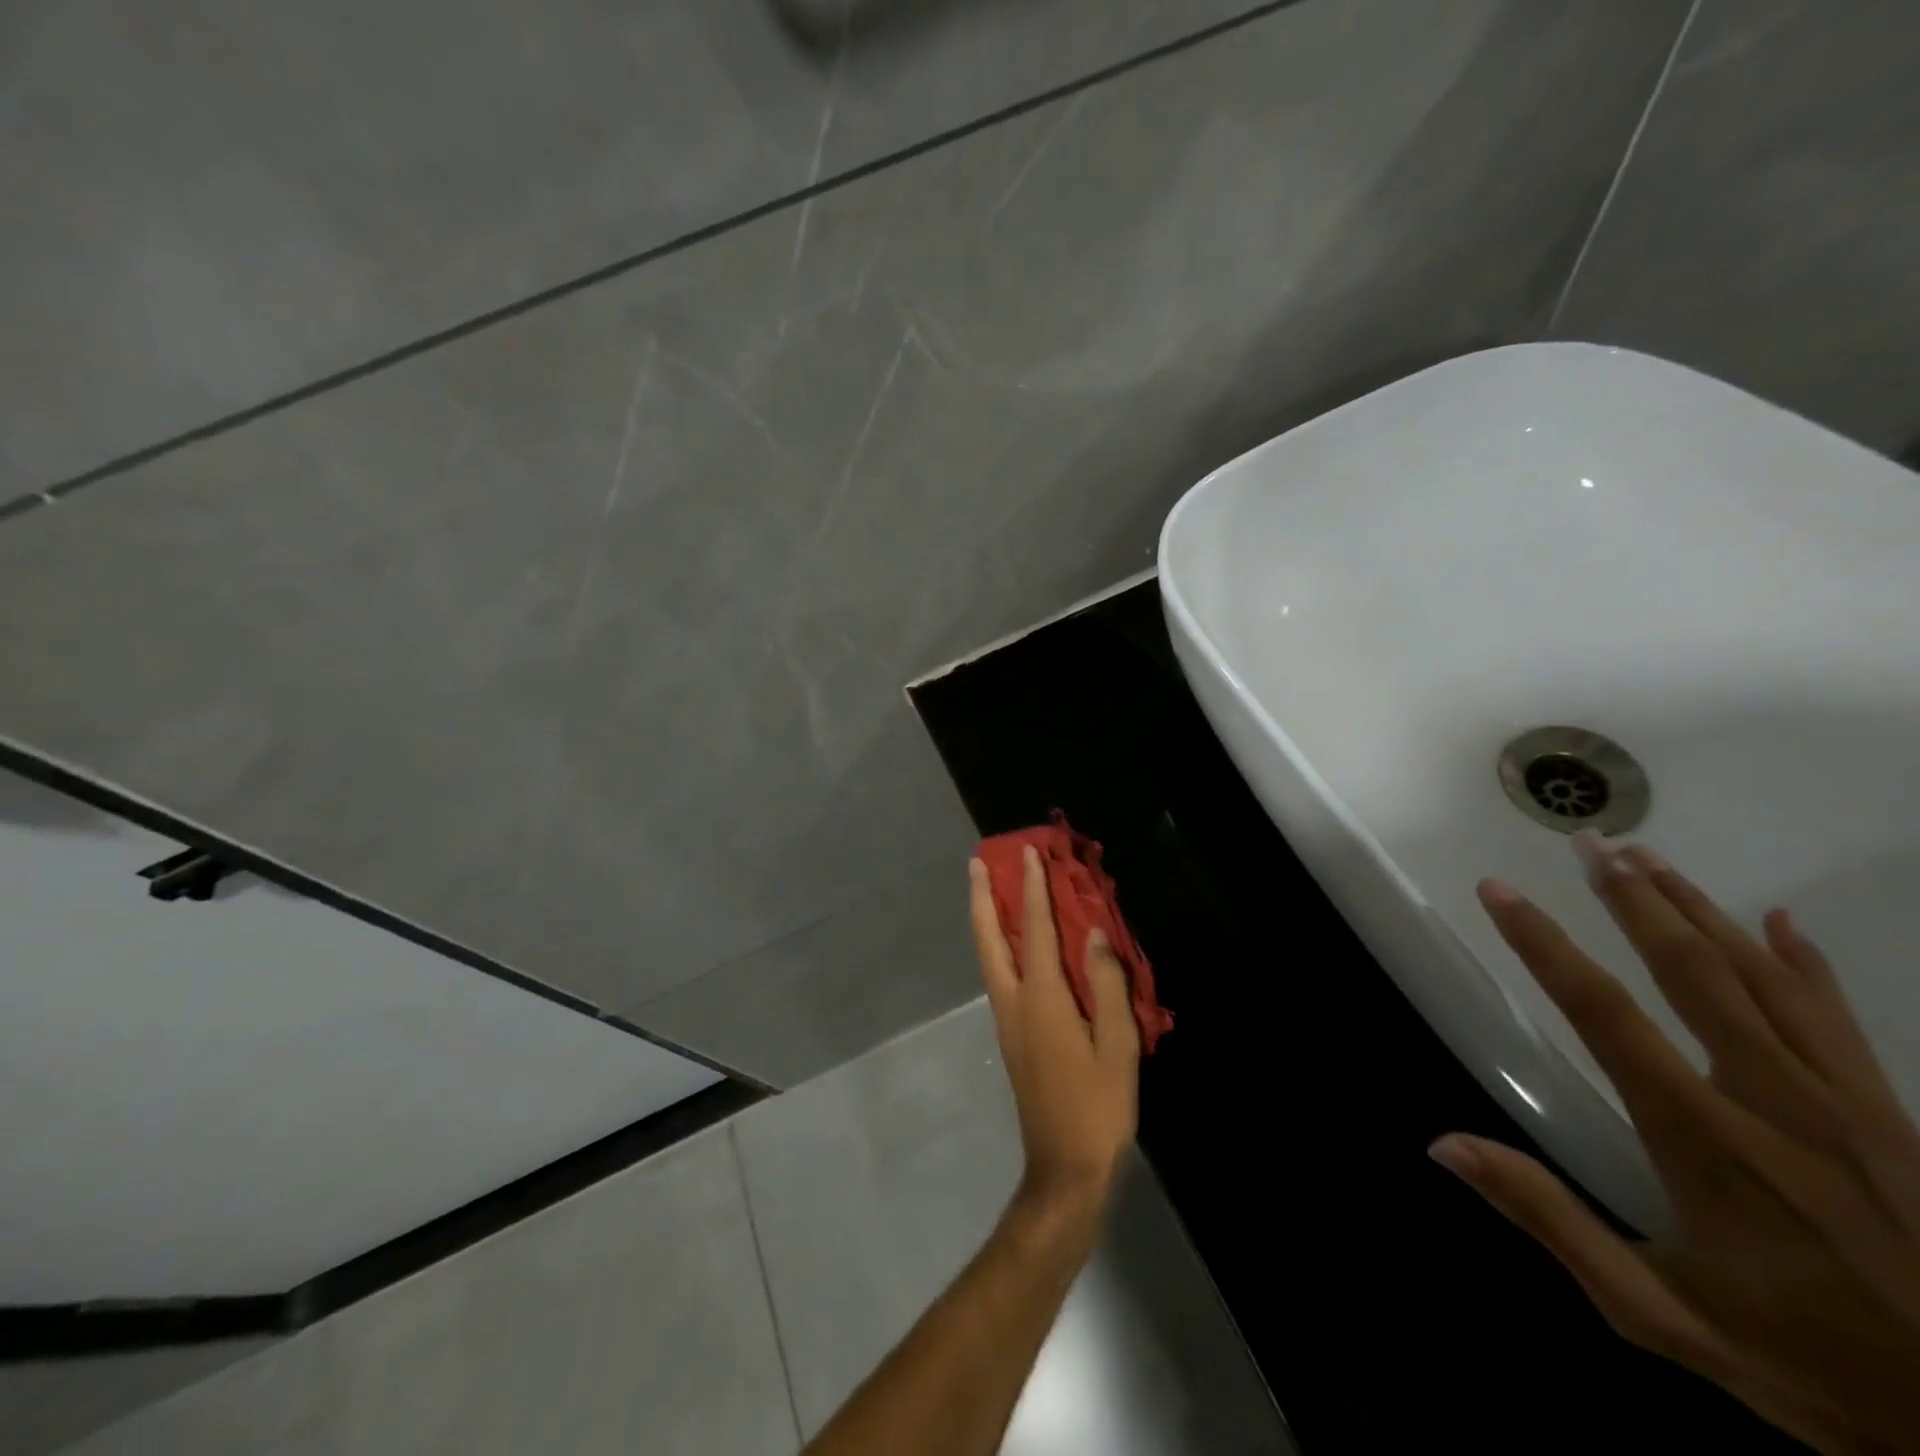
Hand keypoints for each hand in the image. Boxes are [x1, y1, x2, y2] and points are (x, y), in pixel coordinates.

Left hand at [970, 847, 1139, 1215]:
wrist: (1065, 1168)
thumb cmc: (1098, 1108)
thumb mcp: (1118, 1047)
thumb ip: (1107, 985)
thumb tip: (1096, 933)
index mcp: (1042, 999)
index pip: (1034, 930)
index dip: (1032, 889)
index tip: (1030, 854)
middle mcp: (1014, 1002)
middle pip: (989, 938)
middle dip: (982, 897)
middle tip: (977, 862)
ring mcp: (1007, 1020)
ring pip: (988, 956)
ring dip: (985, 919)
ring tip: (987, 889)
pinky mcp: (1011, 1037)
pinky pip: (999, 975)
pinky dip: (998, 945)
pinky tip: (1011, 944)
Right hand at [1431, 831, 1919, 1452]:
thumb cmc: (1806, 1366)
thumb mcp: (1658, 1315)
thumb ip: (1549, 1221)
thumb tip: (1444, 1145)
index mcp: (1702, 1137)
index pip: (1602, 1012)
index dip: (1542, 943)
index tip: (1499, 892)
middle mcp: (1769, 1099)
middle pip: (1690, 972)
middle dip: (1631, 899)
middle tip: (1589, 842)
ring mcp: (1842, 1104)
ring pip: (1761, 979)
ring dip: (1699, 911)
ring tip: (1648, 858)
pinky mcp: (1889, 1117)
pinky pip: (1839, 1020)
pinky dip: (1805, 964)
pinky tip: (1779, 921)